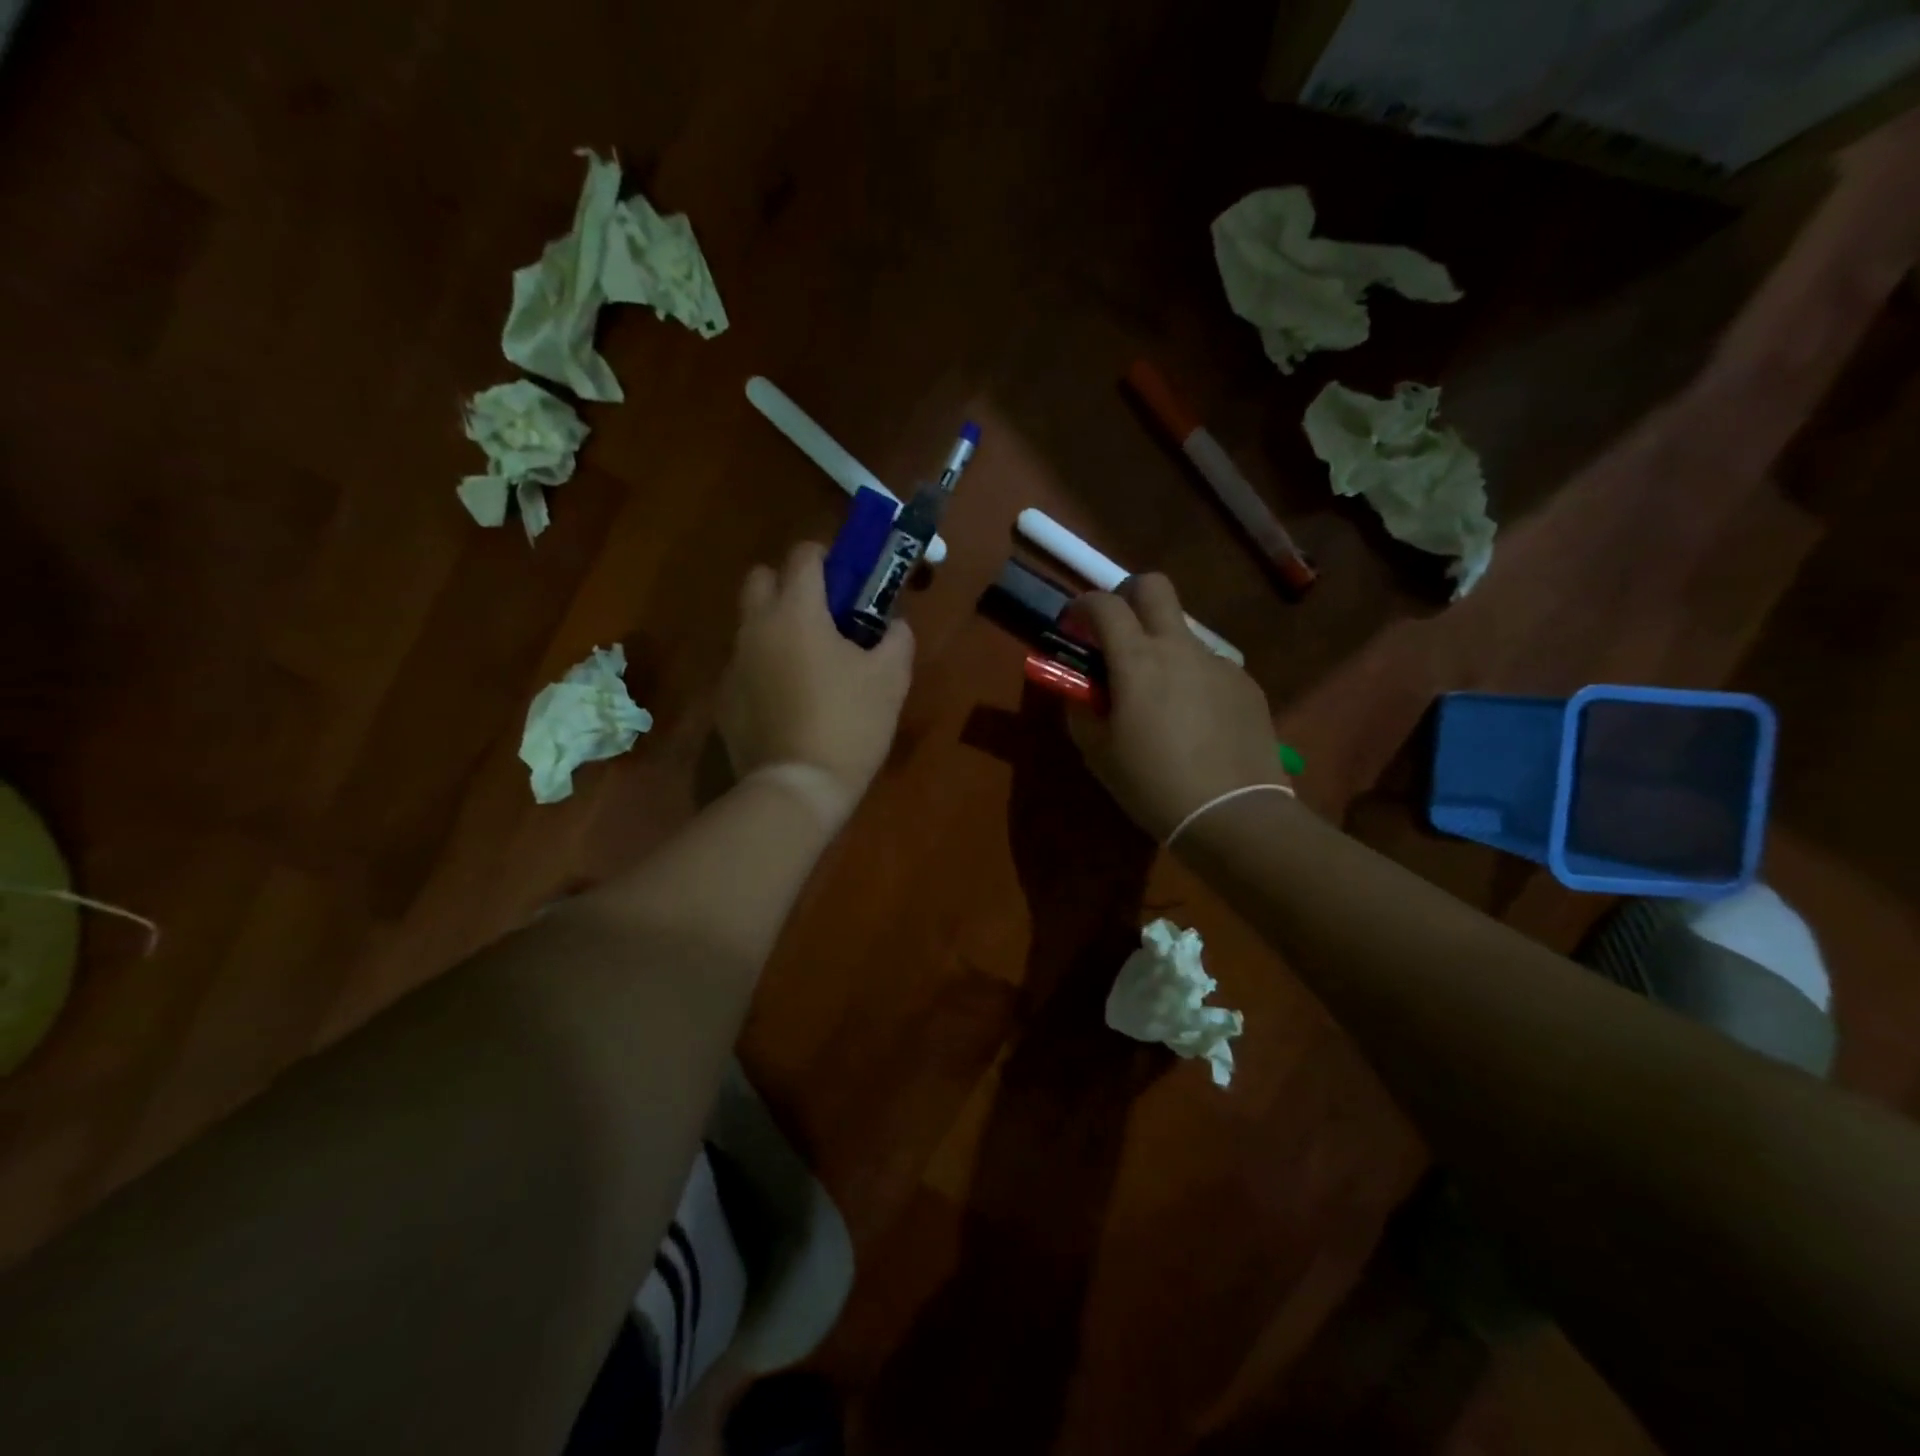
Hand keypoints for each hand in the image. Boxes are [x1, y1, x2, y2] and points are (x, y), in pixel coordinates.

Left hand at [718, 541, 914, 807]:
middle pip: (760, 578)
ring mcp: (734, 664)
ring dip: (775, 629)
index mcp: (797, 612)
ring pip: (750, 625)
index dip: (826, 557)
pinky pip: (744, 667)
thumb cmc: (850, 723)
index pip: (803, 556)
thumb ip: (896, 638)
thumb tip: (893, 624)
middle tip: (821, 615)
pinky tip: (788, 703)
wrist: (798, 788)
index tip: (845, 577)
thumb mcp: (891, 678)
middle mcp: (756, 627)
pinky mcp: (723, 699)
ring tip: (808, 665)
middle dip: (788, 584)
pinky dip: (764, 670)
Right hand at [1065, 574, 1285, 839]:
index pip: (1104, 604)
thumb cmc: (1152, 784)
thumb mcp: (1098, 753)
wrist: (1232, 813)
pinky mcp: (1246, 684)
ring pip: (1183, 632)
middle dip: (1128, 595)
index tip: (1074, 624)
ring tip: (1159, 697)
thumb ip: (1081, 710)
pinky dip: (1192, 678)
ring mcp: (1218, 663)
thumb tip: (1079, 691)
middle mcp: (1180, 647)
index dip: (1082, 606)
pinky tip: (1195, 721)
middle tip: (1117, 630)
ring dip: (1162, 647)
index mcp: (1137, 660)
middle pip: (1154, 586)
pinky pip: (1210, 666)